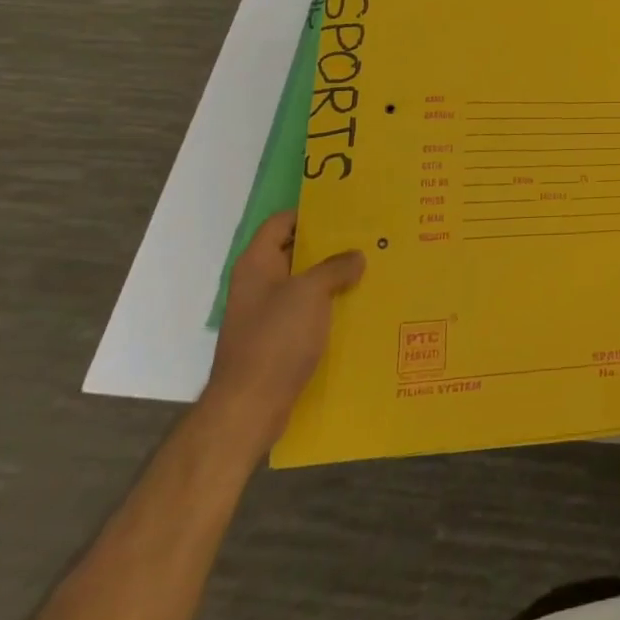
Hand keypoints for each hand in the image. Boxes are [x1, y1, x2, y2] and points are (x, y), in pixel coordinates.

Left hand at [200, 211, 363, 463]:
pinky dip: (328, 306)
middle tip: (366, 237)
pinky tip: (357, 305)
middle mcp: (258, 284)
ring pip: (304, 284)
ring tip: (369, 267)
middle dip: (329, 245)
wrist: (249, 408)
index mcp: (257, 264)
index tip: (346, 211)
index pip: (282, 222)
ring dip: (332, 277)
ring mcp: (266, 314)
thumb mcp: (310, 292)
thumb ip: (335, 267)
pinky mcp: (276, 340)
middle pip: (295, 251)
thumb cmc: (275, 339)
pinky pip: (306, 312)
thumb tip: (356, 257)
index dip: (311, 213)